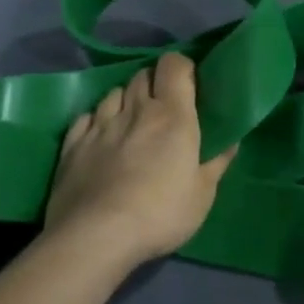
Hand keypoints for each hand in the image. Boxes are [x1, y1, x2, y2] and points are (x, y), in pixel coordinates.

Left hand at [42, 54, 235, 269]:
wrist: (95, 238)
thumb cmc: (160, 214)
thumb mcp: (202, 195)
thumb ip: (217, 163)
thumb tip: (231, 142)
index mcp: (172, 115)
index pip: (174, 66)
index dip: (182, 67)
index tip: (190, 84)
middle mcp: (135, 110)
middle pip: (142, 75)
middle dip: (154, 83)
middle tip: (164, 105)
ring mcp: (99, 125)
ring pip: (114, 93)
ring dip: (125, 99)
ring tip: (132, 120)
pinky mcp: (72, 144)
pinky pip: (86, 116)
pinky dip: (97, 119)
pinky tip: (101, 135)